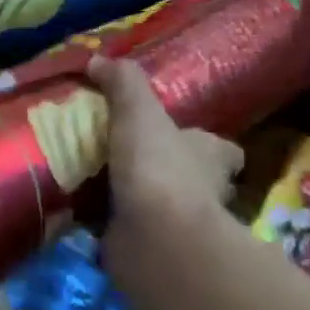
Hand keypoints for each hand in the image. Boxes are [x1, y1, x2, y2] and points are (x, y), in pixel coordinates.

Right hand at [86, 58, 243, 234]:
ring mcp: (182, 225)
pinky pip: (134, 232)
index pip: (221, 150)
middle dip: (167, 171)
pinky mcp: (155, 249)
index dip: (204, 144)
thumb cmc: (158, 166)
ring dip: (140, 200)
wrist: (157, 236)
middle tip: (126, 159)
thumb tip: (99, 59)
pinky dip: (116, 225)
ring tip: (98, 183)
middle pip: (193, 178)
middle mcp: (206, 192)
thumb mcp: (138, 111)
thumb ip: (122, 83)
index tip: (178, 137)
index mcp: (211, 156)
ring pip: (164, 207)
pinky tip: (88, 214)